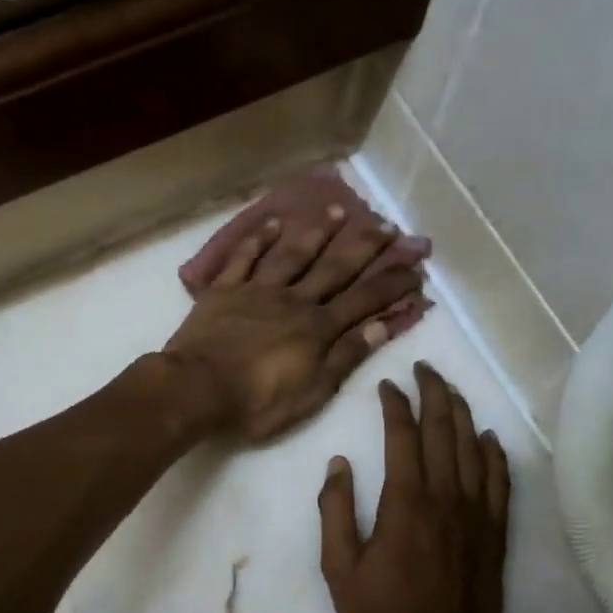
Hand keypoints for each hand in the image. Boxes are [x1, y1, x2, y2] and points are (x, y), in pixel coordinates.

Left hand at [163, 200, 426, 442]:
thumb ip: (346, 356)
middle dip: (364, 248)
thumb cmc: (257, 401)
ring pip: (293, 254)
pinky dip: (259, 239)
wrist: (197, 389)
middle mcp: (294, 300)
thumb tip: (382, 326)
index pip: (364, 301)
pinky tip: (273, 223)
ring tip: (339, 211)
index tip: (415, 269)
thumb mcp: (313, 391)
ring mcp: (257, 290)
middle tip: (387, 226)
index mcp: (317, 329)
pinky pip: (244, 257)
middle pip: (334, 269)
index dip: (391, 285)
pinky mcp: (224, 290)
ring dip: (318, 232)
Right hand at [318, 364, 513, 612]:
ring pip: (473, 448)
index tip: (387, 385)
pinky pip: (500, 481)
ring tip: (450, 390)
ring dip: (462, 413)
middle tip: (424, 368)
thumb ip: (335, 512)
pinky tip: (488, 438)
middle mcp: (446, 497)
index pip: (403, 435)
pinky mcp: (495, 532)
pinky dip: (495, 454)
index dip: (395, 404)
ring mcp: (477, 513)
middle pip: (444, 429)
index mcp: (405, 502)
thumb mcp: (339, 570)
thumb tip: (338, 464)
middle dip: (434, 392)